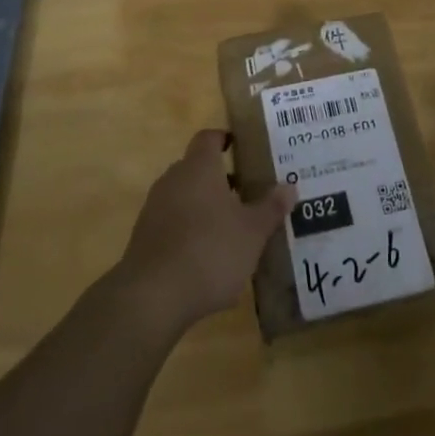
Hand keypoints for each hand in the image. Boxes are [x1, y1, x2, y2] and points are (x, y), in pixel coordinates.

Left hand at [113, 130, 295, 336]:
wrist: (152, 297)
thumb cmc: (210, 251)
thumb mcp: (252, 232)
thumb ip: (271, 208)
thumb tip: (289, 187)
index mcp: (199, 167)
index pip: (209, 138)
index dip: (225, 139)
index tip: (243, 148)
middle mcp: (173, 179)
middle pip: (197, 168)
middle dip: (220, 178)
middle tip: (247, 192)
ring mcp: (154, 209)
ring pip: (184, 196)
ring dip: (205, 206)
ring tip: (232, 228)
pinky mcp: (144, 238)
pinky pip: (172, 223)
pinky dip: (190, 231)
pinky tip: (208, 257)